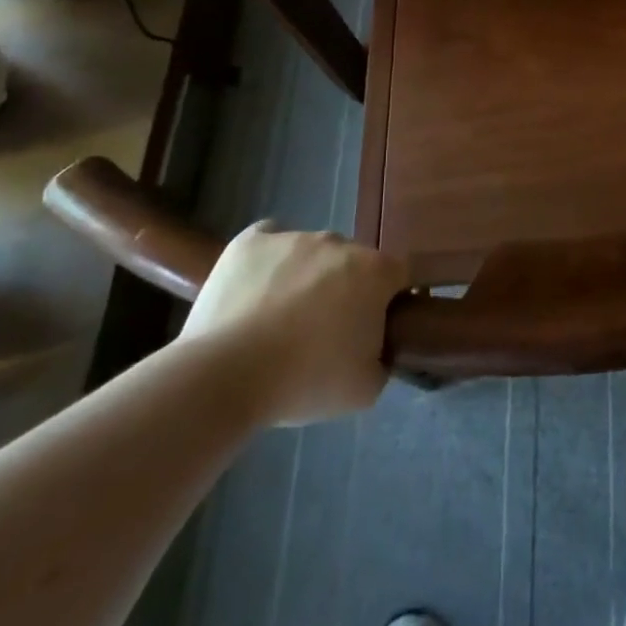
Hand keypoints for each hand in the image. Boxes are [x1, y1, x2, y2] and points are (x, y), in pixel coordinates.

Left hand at [180, 224, 408, 425]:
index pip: (399, 274)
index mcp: (375, 271)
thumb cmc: (305, 381)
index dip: (390, 299)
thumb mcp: (365, 389)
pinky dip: (270, 260)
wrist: (225, 375)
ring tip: (279, 319)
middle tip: (325, 330)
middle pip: (353, 262)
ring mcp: (293, 236)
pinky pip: (270, 240)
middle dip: (346, 288)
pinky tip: (258, 287)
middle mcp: (339, 242)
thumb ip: (382, 359)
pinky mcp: (251, 240)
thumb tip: (375, 347)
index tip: (376, 327)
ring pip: (311, 253)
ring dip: (307, 276)